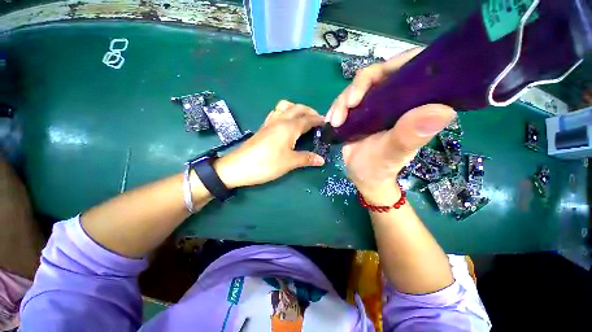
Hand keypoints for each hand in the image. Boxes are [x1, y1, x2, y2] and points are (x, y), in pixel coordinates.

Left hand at [214, 100, 324, 187]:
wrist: (238, 166)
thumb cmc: (266, 164)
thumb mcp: (289, 162)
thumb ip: (306, 158)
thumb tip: (322, 160)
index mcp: (289, 127)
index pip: (307, 119)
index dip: (318, 120)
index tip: (327, 122)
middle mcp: (280, 120)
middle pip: (297, 108)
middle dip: (309, 111)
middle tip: (317, 119)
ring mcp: (270, 122)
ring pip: (285, 106)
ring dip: (296, 108)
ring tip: (302, 118)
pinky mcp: (263, 127)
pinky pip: (276, 113)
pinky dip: (285, 112)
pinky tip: (286, 123)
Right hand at [327, 48, 455, 204]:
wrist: (361, 176)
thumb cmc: (379, 168)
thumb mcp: (392, 154)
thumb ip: (410, 136)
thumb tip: (442, 110)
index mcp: (415, 105)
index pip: (415, 69)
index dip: (398, 63)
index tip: (375, 78)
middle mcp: (397, 100)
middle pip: (380, 74)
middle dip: (359, 86)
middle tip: (347, 105)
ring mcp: (376, 105)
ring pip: (358, 88)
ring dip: (342, 101)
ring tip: (335, 121)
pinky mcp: (360, 112)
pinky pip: (346, 100)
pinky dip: (336, 108)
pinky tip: (331, 121)